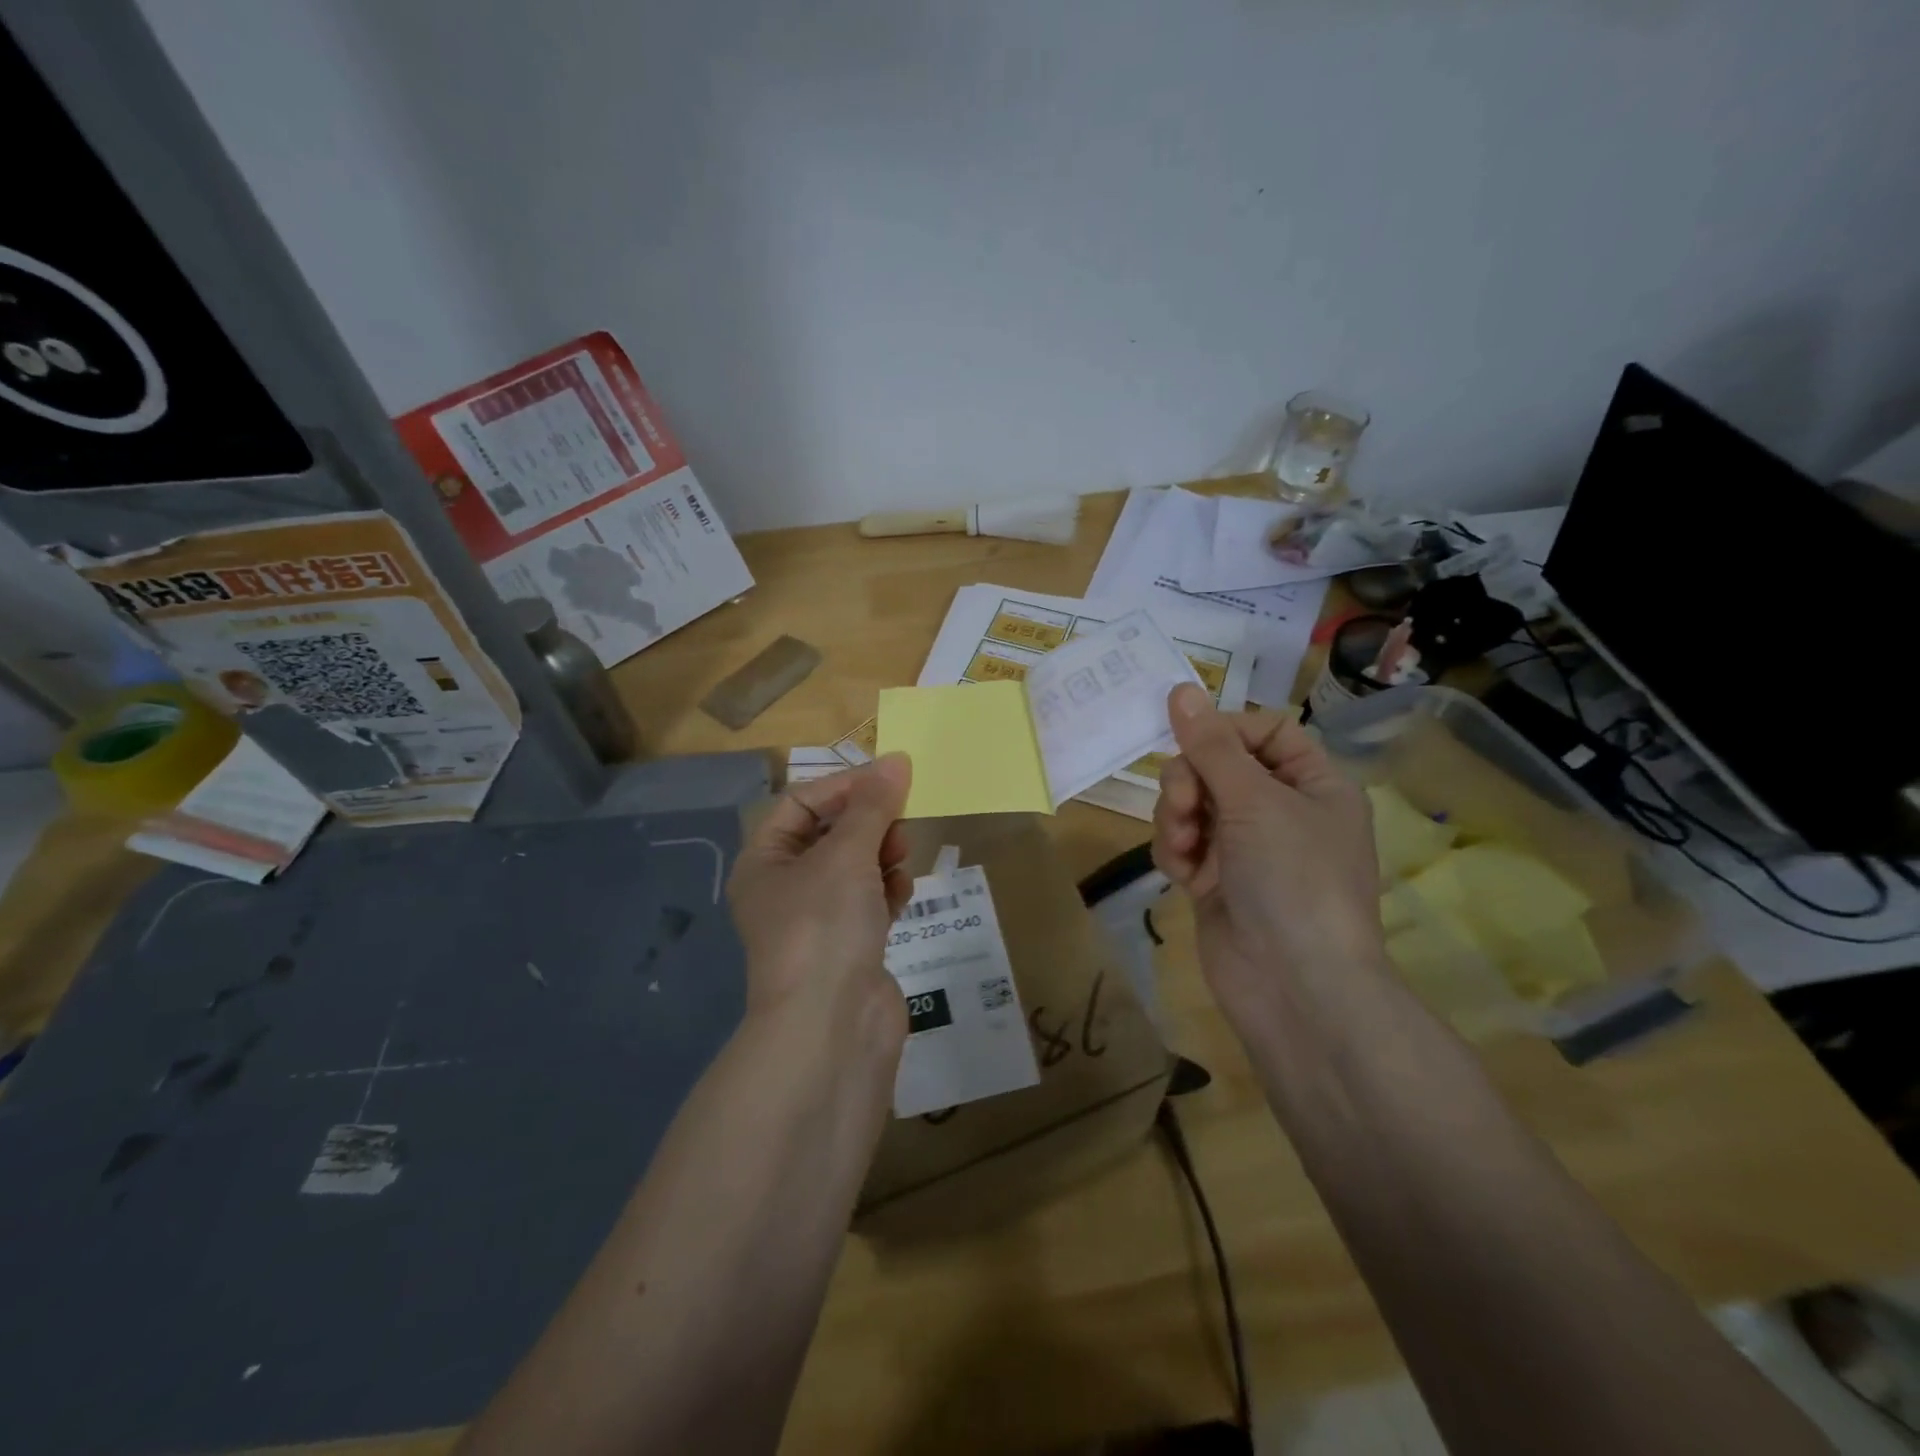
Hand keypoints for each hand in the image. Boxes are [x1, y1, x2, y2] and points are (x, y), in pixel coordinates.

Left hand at [727, 755, 914, 1048]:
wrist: (832, 1029)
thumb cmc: (824, 927)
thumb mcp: (847, 855)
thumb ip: (874, 805)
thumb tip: (898, 758)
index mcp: (764, 862)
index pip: (801, 802)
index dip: (844, 786)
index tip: (891, 780)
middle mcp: (785, 888)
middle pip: (831, 833)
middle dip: (868, 823)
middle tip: (900, 824)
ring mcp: (818, 920)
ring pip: (855, 867)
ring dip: (882, 855)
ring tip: (902, 860)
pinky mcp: (849, 946)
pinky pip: (870, 901)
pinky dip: (887, 891)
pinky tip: (902, 894)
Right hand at [1152, 684, 1384, 1032]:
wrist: (1293, 987)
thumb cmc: (1293, 880)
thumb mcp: (1255, 801)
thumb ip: (1211, 745)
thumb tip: (1180, 688)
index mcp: (1312, 783)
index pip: (1263, 730)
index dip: (1224, 731)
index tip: (1193, 743)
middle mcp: (1279, 810)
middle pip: (1216, 765)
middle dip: (1190, 782)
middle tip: (1187, 807)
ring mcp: (1244, 847)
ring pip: (1190, 803)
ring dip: (1177, 818)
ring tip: (1185, 846)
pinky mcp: (1214, 878)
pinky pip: (1182, 842)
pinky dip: (1175, 852)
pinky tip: (1182, 875)